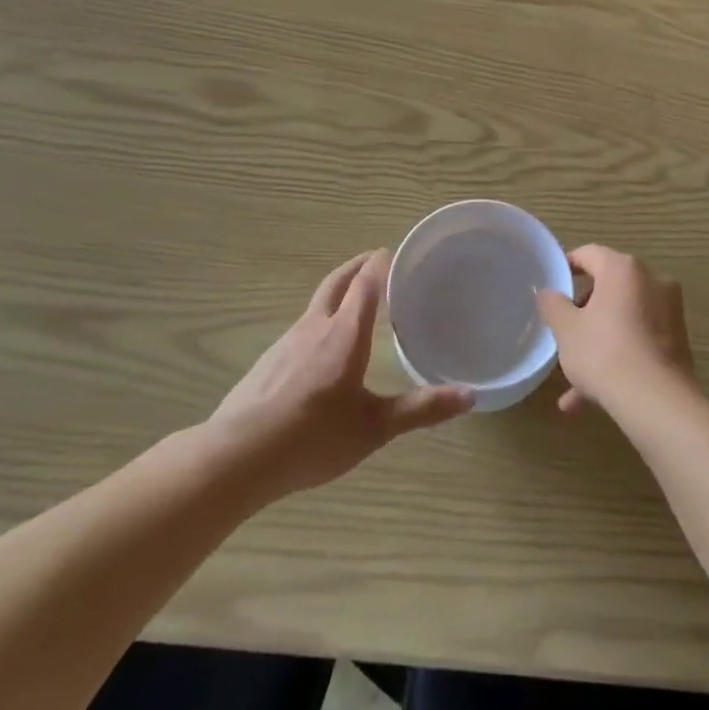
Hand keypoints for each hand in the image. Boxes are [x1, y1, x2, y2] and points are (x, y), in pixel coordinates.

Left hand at [210, 251, 472, 499]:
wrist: (237, 457)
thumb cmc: (313, 436)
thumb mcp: (375, 427)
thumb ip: (421, 409)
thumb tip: (471, 396)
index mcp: (344, 334)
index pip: (366, 284)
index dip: (380, 265)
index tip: (394, 252)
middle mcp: (314, 328)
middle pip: (336, 283)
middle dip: (356, 267)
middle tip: (374, 260)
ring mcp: (285, 343)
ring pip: (315, 306)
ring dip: (337, 294)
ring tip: (354, 304)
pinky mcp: (266, 363)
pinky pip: (300, 330)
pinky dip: (318, 323)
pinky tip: (319, 350)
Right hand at [537, 245, 694, 418]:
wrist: (656, 401)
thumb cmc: (604, 353)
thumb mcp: (566, 329)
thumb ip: (553, 305)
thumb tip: (548, 293)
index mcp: (623, 269)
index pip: (589, 254)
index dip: (568, 266)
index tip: (553, 285)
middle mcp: (652, 281)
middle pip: (609, 287)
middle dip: (583, 312)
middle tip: (564, 333)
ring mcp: (669, 311)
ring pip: (623, 320)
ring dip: (598, 343)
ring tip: (573, 381)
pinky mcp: (678, 341)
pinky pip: (639, 341)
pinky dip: (618, 358)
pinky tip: (591, 398)